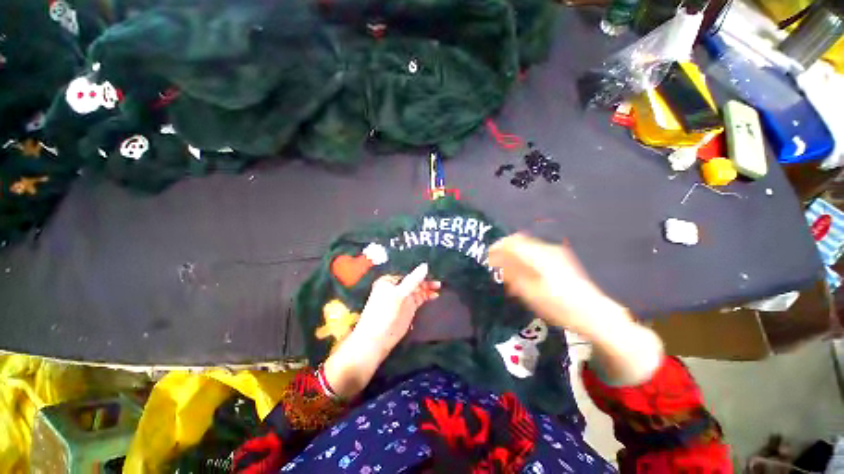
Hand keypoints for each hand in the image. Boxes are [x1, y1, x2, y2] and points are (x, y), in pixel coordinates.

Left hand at [324, 263, 439, 397]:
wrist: (376, 341)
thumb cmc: (385, 314)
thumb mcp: (399, 294)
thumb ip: (413, 280)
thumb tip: (425, 265)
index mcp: (389, 281)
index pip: (409, 274)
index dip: (421, 274)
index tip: (434, 274)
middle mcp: (395, 288)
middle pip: (414, 282)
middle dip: (426, 282)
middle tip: (440, 283)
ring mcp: (402, 299)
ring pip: (417, 291)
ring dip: (427, 289)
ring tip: (440, 289)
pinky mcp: (406, 309)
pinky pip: (418, 299)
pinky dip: (426, 297)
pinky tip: (434, 296)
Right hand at [489, 234, 629, 341]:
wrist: (592, 312)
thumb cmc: (558, 305)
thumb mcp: (530, 293)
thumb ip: (512, 275)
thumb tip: (498, 263)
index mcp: (537, 256)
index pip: (512, 243)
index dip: (497, 247)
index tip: (488, 255)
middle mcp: (546, 249)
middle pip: (519, 240)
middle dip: (505, 249)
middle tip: (496, 261)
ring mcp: (555, 253)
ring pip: (527, 246)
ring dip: (514, 253)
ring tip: (508, 269)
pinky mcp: (560, 258)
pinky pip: (536, 252)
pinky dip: (525, 258)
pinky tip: (523, 271)